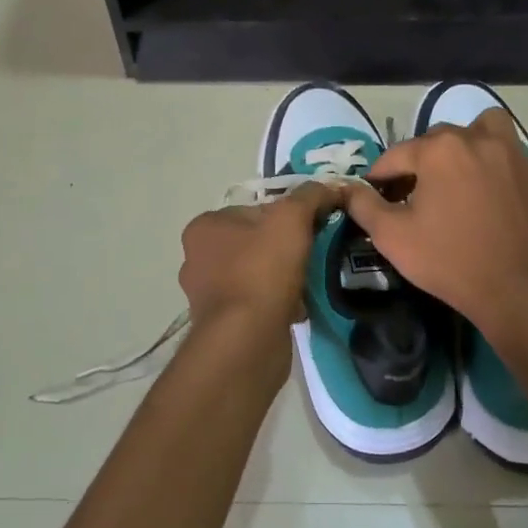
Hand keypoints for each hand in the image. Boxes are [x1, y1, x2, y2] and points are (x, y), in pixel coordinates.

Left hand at [177, 180, 345, 334]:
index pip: (253, 209)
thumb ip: (310, 196)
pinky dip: (277, 303)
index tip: (312, 228)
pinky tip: (298, 307)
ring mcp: (207, 295)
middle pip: (255, 241)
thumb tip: (330, 186)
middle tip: (313, 254)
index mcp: (204, 227)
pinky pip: (257, 303)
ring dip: (283, 277)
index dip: (287, 216)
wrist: (247, 340)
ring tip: (309, 282)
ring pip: (257, 274)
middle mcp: (197, 258)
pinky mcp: (222, 324)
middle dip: (284, 248)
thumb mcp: (291, 219)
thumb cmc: (262, 270)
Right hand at [343, 108, 527, 350]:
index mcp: (440, 149)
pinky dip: (495, 167)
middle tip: (415, 194)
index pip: (397, 154)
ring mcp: (515, 156)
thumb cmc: (450, 262)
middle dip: (421, 160)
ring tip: (459, 174)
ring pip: (484, 130)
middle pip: (438, 139)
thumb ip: (364, 206)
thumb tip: (347, 188)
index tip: (376, 196)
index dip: (381, 176)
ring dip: (466, 144)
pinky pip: (511, 158)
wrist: (519, 292)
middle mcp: (478, 140)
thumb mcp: (393, 237)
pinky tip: (490, 198)